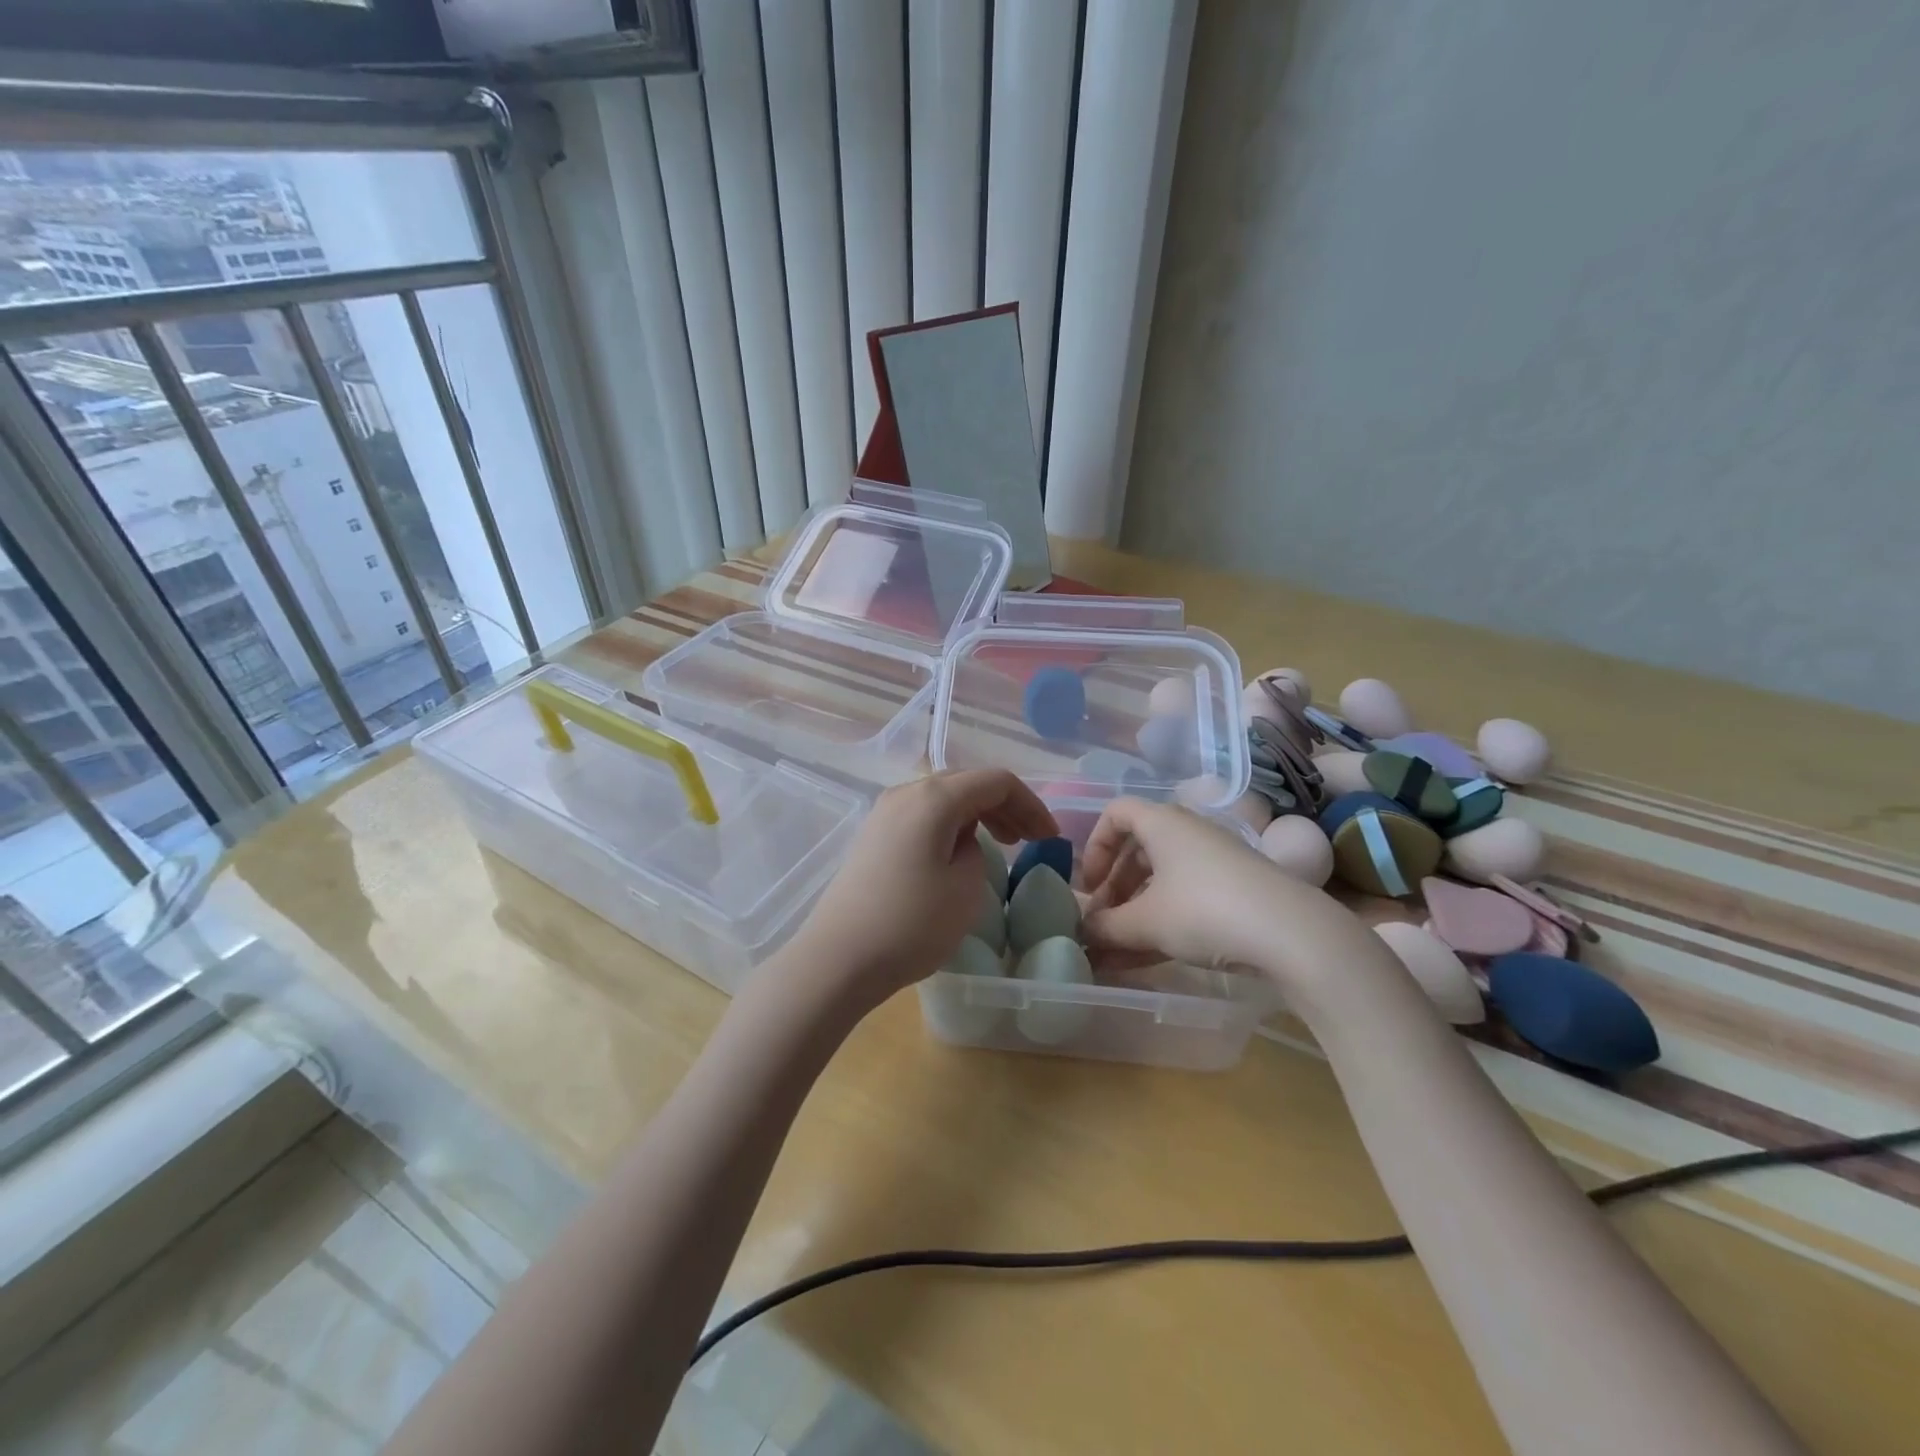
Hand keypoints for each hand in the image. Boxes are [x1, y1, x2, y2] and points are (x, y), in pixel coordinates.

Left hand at [786, 769, 1056, 1015]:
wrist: (838, 958)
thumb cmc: (911, 924)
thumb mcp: (966, 888)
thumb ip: (977, 850)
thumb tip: (963, 841)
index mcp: (934, 798)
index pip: (996, 782)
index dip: (1030, 805)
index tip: (1049, 837)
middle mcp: (906, 792)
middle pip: (968, 783)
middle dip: (1006, 807)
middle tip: (1030, 839)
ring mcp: (884, 812)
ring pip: (944, 799)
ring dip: (978, 815)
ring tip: (1002, 844)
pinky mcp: (873, 836)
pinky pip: (923, 816)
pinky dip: (951, 825)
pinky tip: (960, 852)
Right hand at [1080, 798, 1360, 989]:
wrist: (1292, 935)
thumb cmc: (1204, 910)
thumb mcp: (1146, 922)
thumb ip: (1107, 927)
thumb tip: (1083, 932)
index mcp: (1163, 823)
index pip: (1116, 814)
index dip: (1095, 845)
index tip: (1089, 884)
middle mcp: (1188, 834)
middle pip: (1138, 851)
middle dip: (1113, 889)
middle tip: (1100, 924)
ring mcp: (1214, 864)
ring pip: (1161, 881)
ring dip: (1134, 913)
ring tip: (1114, 951)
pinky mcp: (1235, 893)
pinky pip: (1185, 901)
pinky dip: (1161, 924)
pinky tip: (1141, 961)